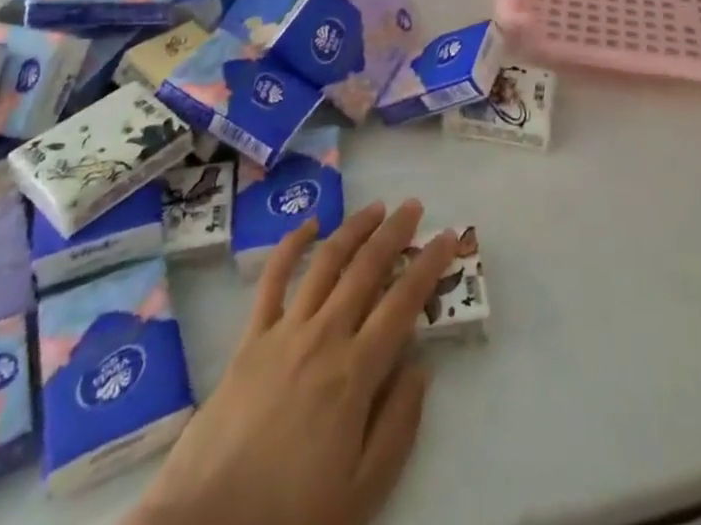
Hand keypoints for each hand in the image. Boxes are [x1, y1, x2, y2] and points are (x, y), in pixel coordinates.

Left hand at [130, 200, 460, 524]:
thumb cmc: (291, 516)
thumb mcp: (362, 490)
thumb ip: (398, 425)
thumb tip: (421, 367)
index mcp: (356, 372)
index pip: (404, 301)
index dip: (430, 264)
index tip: (449, 235)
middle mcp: (325, 336)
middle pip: (367, 268)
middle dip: (395, 232)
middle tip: (414, 207)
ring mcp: (285, 331)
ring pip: (326, 261)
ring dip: (354, 229)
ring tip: (375, 208)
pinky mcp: (250, 337)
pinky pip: (273, 279)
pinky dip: (291, 245)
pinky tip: (309, 225)